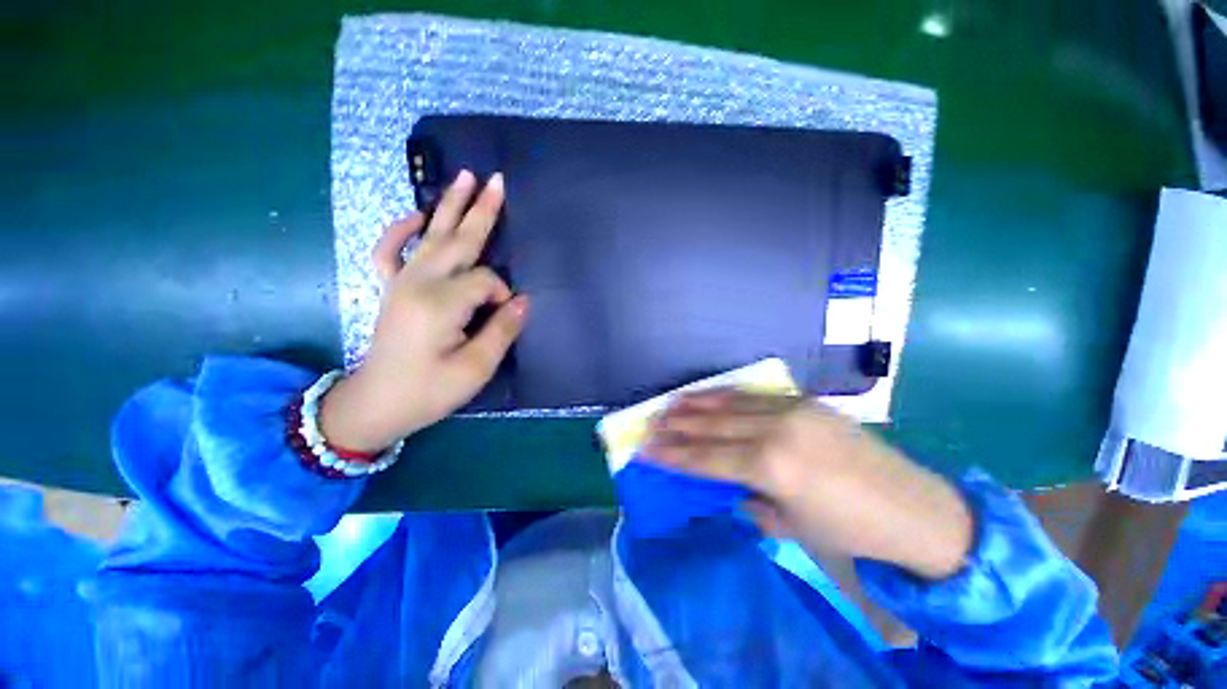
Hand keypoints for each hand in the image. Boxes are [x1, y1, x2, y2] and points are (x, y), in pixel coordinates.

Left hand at [319, 170, 528, 451]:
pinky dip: (401, 229)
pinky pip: (390, 250)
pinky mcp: (391, 288)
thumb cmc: (429, 391)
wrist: (377, 403)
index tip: (506, 316)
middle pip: (458, 241)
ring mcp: (401, 282)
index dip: (503, 295)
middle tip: (498, 180)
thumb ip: (501, 330)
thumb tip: (522, 300)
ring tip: (464, 177)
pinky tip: (416, 215)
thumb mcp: (475, 369)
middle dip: (481, 210)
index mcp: (440, 304)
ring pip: (431, 236)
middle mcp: (419, 283)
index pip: (486, 281)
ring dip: (449, 206)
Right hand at [647, 390, 972, 579]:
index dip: (675, 455)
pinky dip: (726, 395)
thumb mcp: (792, 526)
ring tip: (670, 404)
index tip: (648, 449)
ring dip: (696, 404)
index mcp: (771, 468)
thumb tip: (730, 487)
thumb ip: (752, 501)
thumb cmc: (851, 531)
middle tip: (651, 424)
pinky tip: (709, 395)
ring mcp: (791, 410)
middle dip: (678, 426)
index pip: (708, 458)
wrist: (915, 509)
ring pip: (730, 403)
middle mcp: (776, 431)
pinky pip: (754, 396)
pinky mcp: (805, 401)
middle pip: (713, 426)